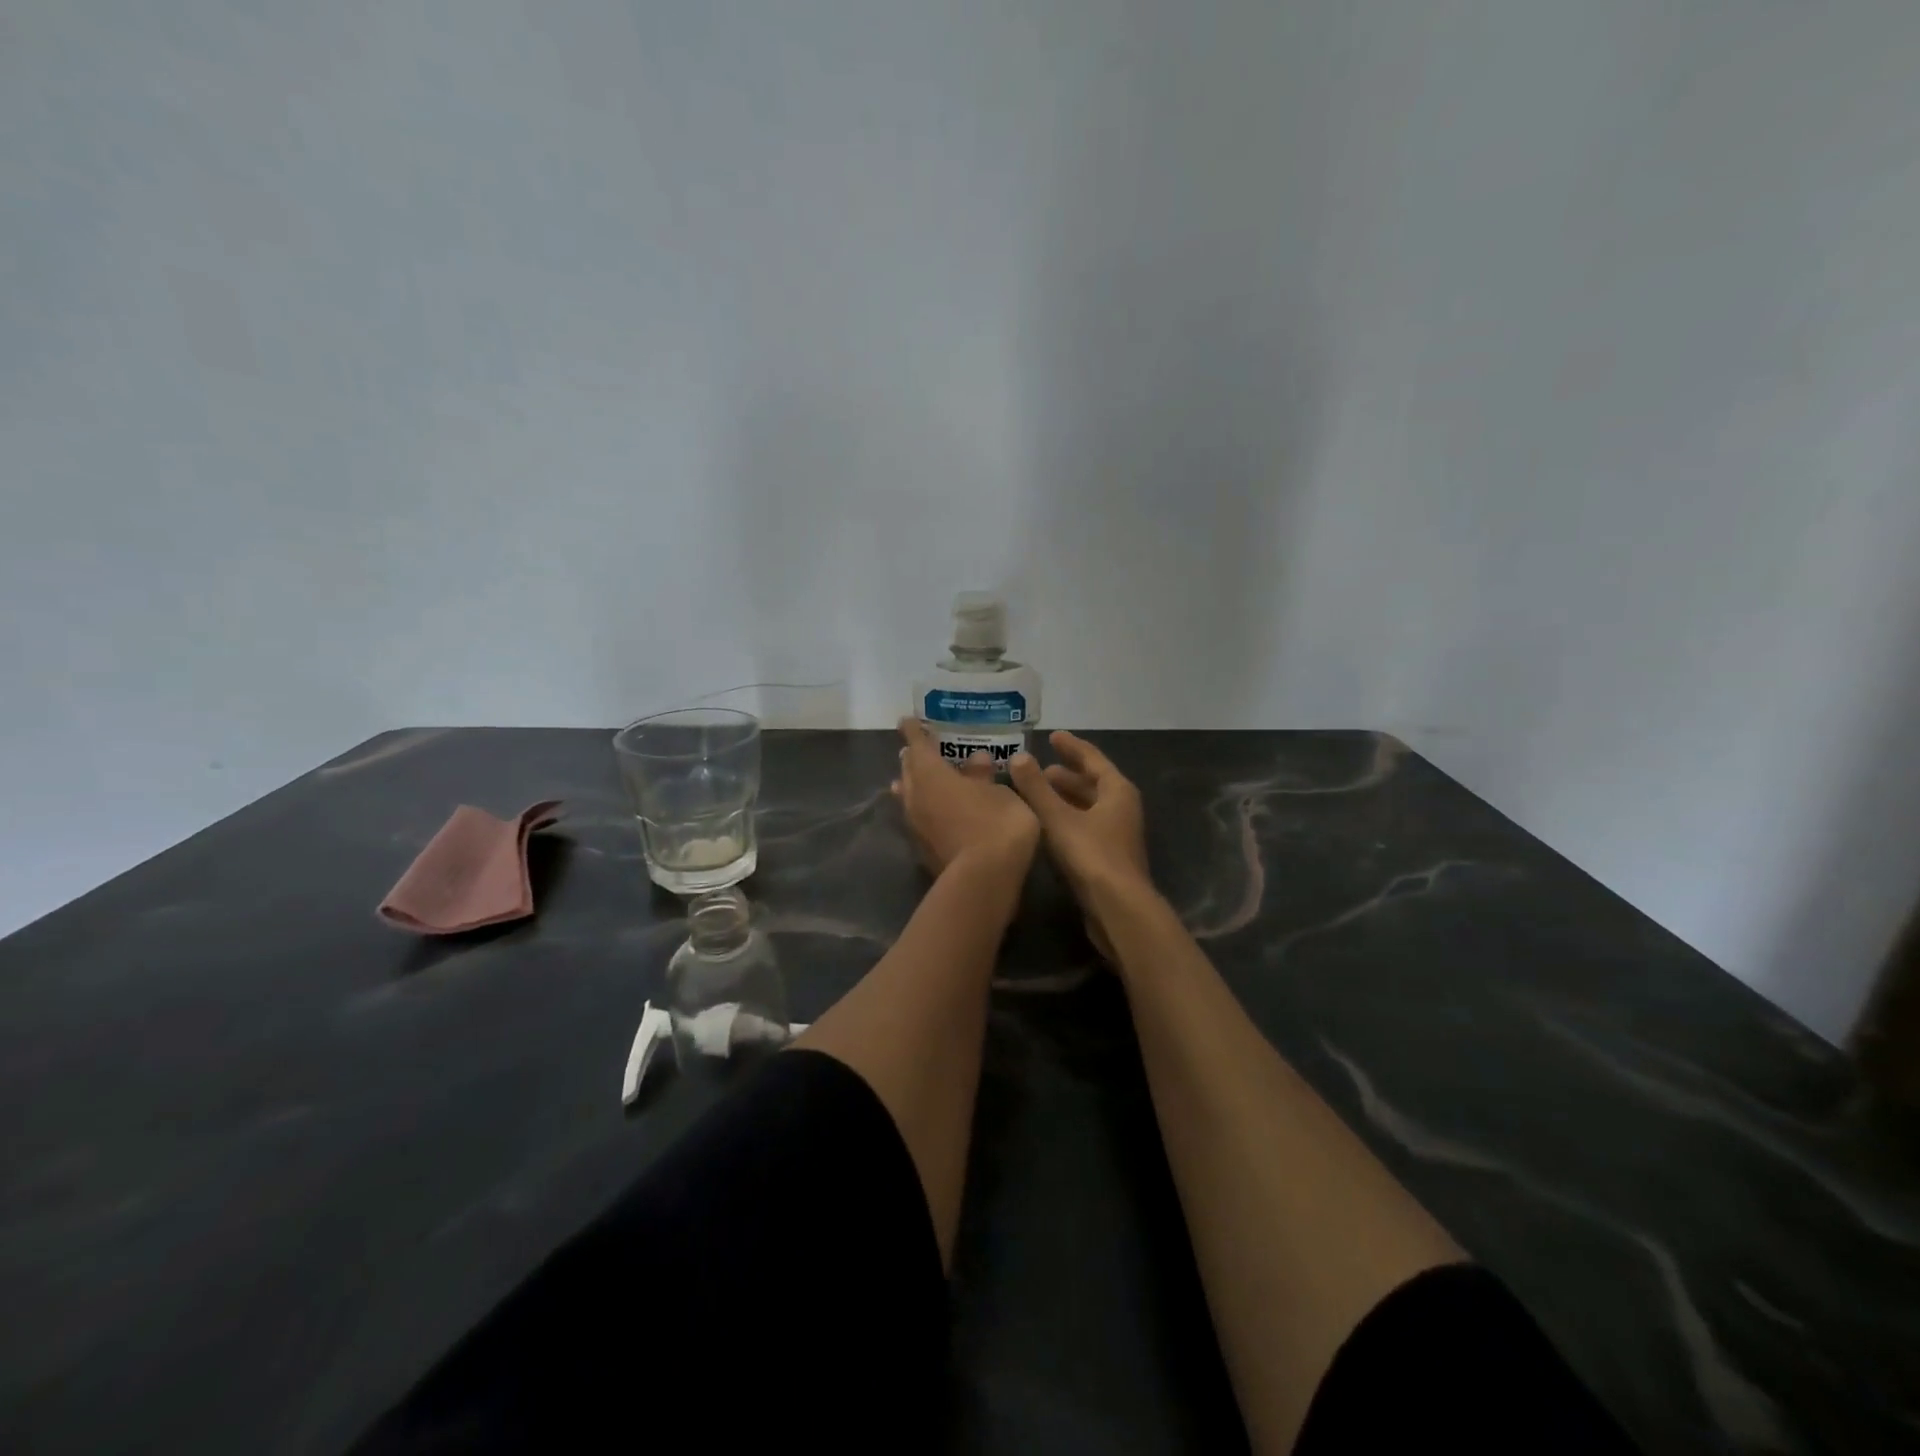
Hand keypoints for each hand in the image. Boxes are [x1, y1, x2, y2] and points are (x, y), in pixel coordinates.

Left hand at [892, 719, 1040, 878]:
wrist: (984, 879)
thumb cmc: (996, 823)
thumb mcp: (999, 792)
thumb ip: (983, 775)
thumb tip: (976, 760)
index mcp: (931, 774)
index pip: (917, 744)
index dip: (914, 731)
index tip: (908, 721)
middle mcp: (915, 796)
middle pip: (908, 770)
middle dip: (914, 757)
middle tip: (922, 749)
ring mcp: (915, 825)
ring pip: (909, 796)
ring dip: (915, 784)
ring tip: (925, 778)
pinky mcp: (922, 848)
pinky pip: (918, 817)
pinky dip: (925, 808)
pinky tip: (938, 811)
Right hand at [1009, 731, 1153, 956]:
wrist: (1119, 909)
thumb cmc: (1091, 855)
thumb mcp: (1058, 818)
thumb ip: (1036, 788)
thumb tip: (1018, 756)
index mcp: (1117, 791)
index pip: (1092, 759)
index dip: (1071, 746)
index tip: (1052, 736)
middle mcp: (1122, 808)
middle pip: (1093, 783)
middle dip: (1066, 775)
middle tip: (1039, 769)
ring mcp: (1118, 834)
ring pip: (1089, 806)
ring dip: (1065, 798)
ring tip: (1038, 794)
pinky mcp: (1110, 857)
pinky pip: (1086, 826)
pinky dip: (1067, 818)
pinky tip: (1047, 825)